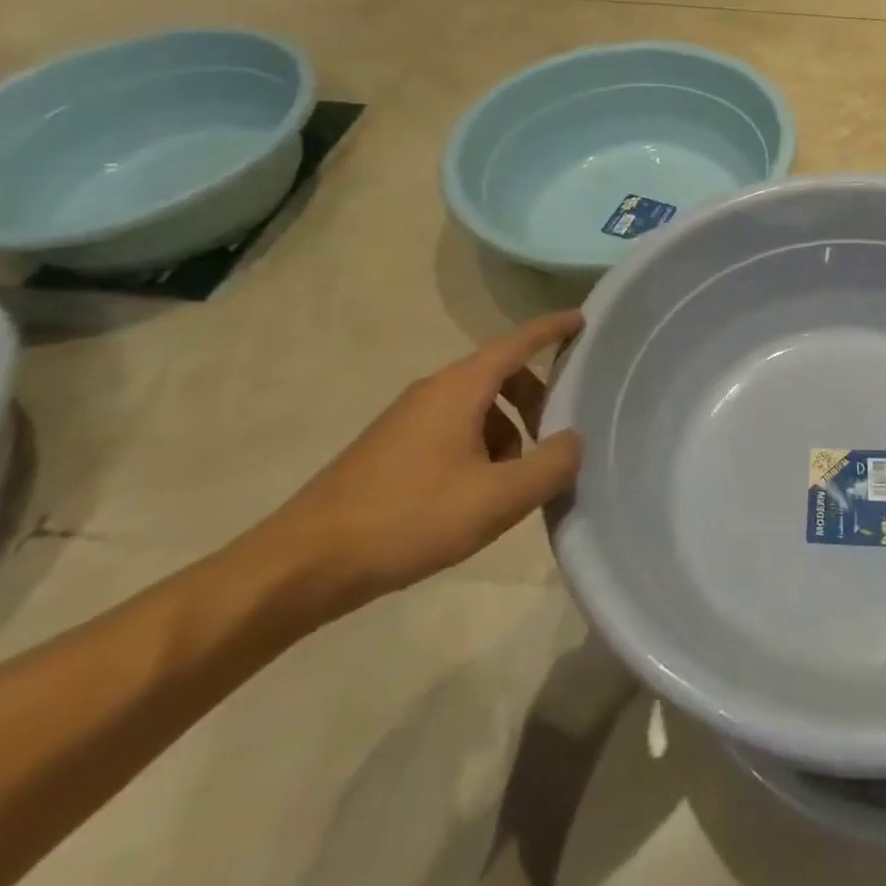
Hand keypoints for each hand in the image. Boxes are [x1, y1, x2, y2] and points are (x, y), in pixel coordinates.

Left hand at [250, 311, 585, 620]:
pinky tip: (476, 495)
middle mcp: (433, 390)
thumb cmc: (408, 518)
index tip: (582, 320)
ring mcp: (407, 419)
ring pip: (476, 407)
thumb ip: (550, 466)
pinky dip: (480, 446)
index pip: (518, 342)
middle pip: (500, 375)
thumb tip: (573, 441)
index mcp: (460, 388)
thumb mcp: (497, 498)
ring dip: (508, 430)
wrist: (303, 565)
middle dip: (536, 397)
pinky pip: (452, 429)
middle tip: (556, 434)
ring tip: (514, 480)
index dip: (553, 329)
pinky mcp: (390, 448)